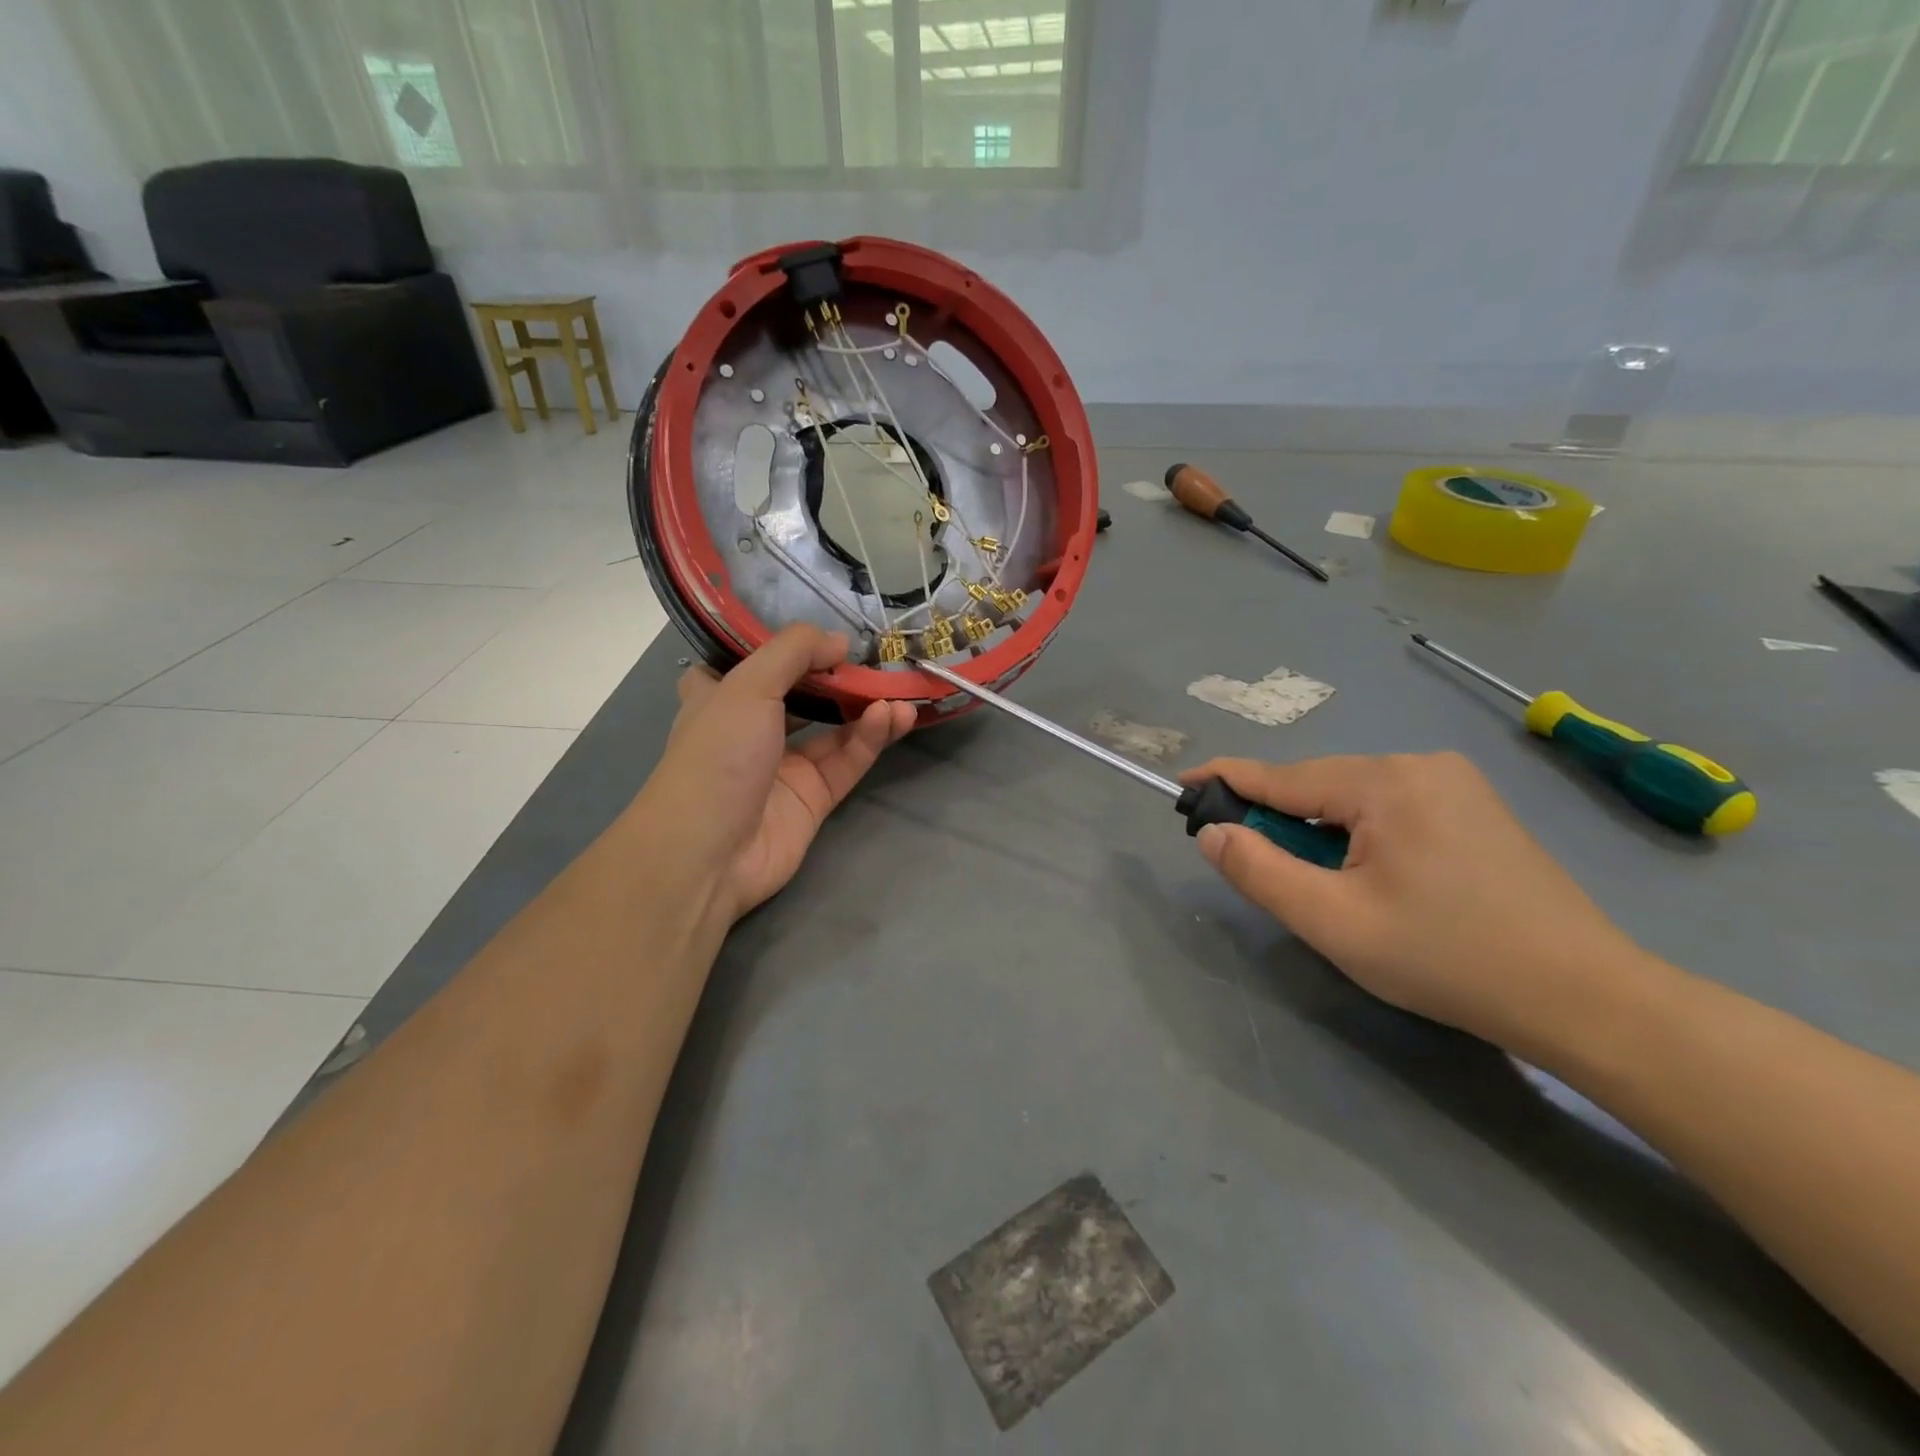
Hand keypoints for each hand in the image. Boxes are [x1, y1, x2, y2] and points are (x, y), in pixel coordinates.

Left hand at [639, 626, 915, 927]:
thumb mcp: (747, 685)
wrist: (709, 852)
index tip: (817, 633)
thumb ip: (794, 652)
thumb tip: (839, 640)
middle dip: (836, 677)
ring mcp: (785, 766)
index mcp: (720, 697)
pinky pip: (848, 761)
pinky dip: (870, 738)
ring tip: (898, 689)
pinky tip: (892, 716)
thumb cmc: (717, 755)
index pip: (747, 663)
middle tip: (874, 658)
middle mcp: (752, 729)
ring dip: (865, 707)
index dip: (780, 647)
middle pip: (801, 694)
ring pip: (834, 728)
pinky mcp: (814, 798)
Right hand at [1183, 753, 1645, 1047]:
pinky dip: (1358, 834)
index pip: (1281, 776)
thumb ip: (1260, 871)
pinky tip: (1371, 877)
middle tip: (1257, 866)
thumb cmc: (1447, 959)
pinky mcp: (1474, 806)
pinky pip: (1388, 807)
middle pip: (1318, 786)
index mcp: (1385, 783)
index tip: (1182, 786)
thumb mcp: (1334, 923)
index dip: (1225, 780)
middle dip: (1279, 820)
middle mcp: (1419, 764)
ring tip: (1324, 885)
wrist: (1585, 998)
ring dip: (1320, 832)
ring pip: (1352, 797)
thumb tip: (1212, 832)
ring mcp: (1454, 782)